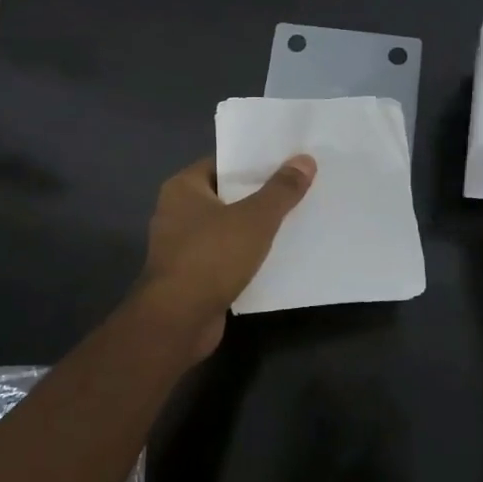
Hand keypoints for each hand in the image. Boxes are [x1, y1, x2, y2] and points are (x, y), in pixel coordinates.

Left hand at [131, 154, 316, 358]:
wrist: (178, 321)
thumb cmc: (211, 257)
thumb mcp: (255, 219)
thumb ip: (281, 190)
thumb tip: (305, 160)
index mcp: (183, 187)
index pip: (224, 163)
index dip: (256, 162)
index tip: (288, 162)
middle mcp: (177, 211)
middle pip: (227, 195)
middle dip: (260, 195)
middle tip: (299, 189)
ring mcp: (182, 245)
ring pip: (228, 227)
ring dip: (255, 228)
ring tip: (295, 220)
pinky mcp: (192, 275)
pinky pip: (225, 255)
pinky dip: (247, 255)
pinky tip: (276, 256)